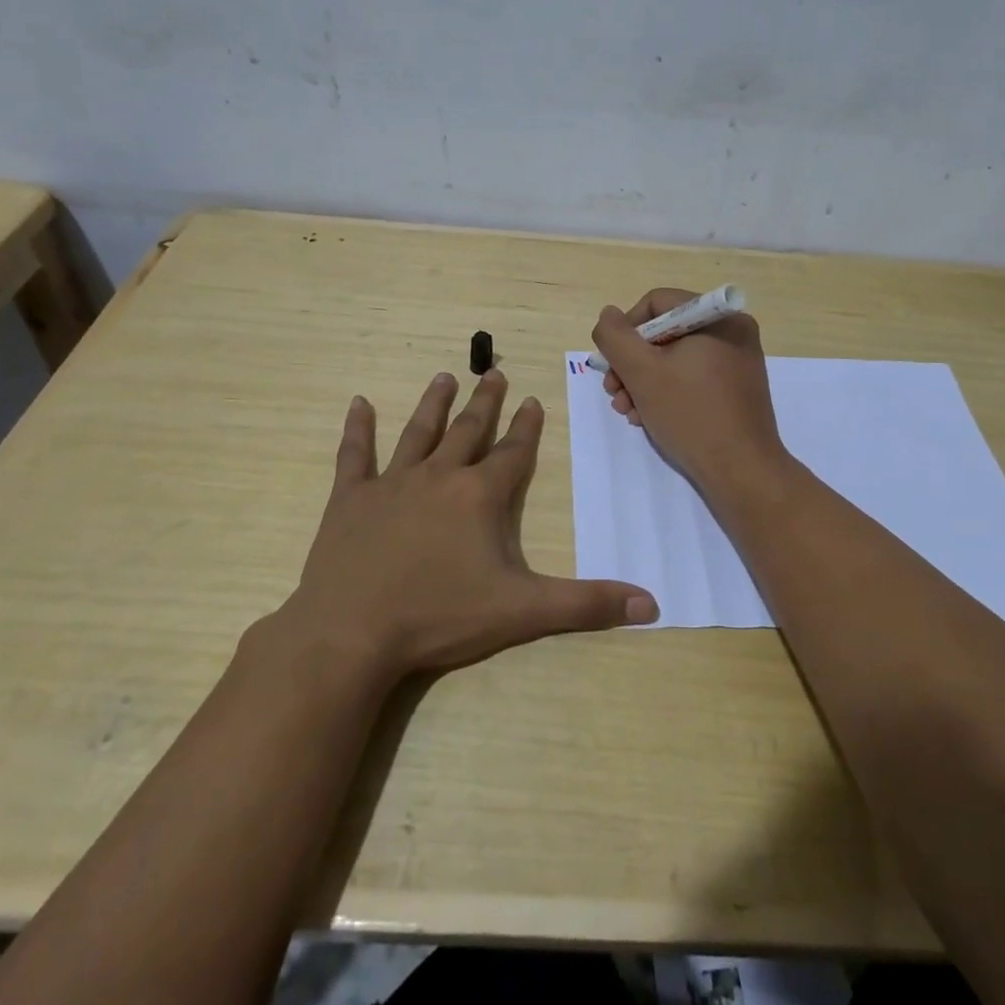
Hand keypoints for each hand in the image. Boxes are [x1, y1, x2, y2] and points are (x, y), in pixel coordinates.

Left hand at [279, 371, 657, 680]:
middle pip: (468, 431)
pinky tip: (358, 404)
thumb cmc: (440, 617)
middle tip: (493, 372)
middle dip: (485, 402)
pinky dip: (357, 429)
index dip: (527, 427)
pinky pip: (355, 455)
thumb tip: (653, 605)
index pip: (512, 452)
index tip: (533, 400)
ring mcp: (392, 484)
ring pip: (419, 432)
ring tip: (444, 376)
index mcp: (480, 496)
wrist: (352, 632)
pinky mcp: (351, 499)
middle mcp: (439, 477)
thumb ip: (586, 604)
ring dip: (434, 404)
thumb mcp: (522, 612)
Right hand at [592, 289, 789, 494]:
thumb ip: (615, 337)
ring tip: (628, 412)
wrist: (741, 471)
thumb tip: (609, 315)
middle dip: (632, 364)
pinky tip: (648, 417)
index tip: (613, 365)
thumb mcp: (641, 372)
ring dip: (643, 382)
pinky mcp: (737, 389)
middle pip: (664, 333)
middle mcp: (732, 331)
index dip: (626, 331)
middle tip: (614, 394)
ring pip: (675, 358)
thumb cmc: (690, 414)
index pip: (656, 303)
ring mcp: (738, 361)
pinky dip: (667, 392)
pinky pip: (693, 377)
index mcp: (717, 317)